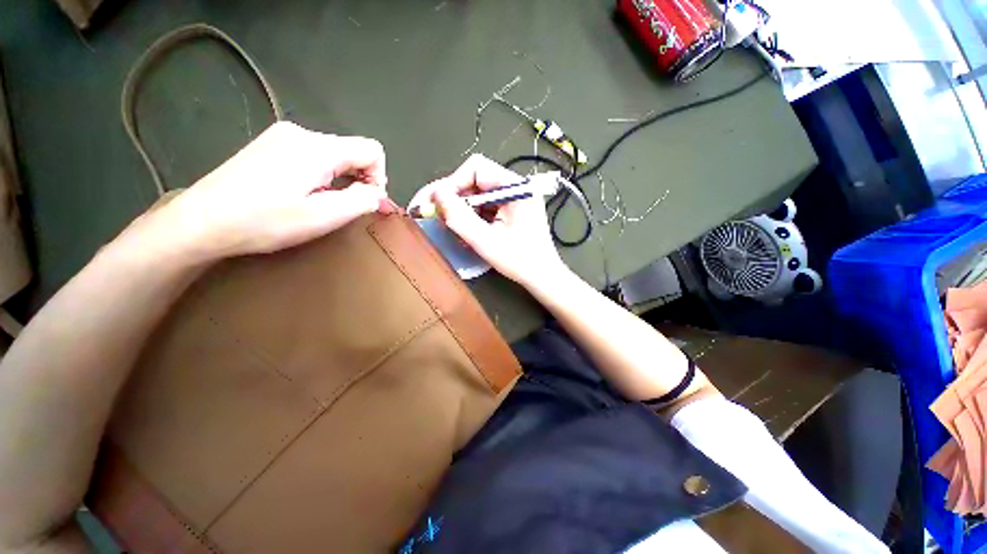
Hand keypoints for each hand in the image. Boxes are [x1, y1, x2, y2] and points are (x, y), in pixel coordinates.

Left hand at [132, 121, 392, 261]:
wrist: (201, 221)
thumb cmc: (265, 221)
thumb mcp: (323, 216)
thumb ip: (361, 200)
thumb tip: (376, 193)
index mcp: (317, 148)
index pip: (372, 150)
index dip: (379, 177)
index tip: (367, 201)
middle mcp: (301, 133)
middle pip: (351, 151)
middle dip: (360, 180)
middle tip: (347, 209)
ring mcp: (281, 137)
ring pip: (333, 155)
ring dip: (340, 180)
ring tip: (323, 204)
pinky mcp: (269, 146)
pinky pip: (312, 156)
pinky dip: (322, 175)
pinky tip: (304, 194)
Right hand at [423, 154, 568, 288]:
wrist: (543, 276)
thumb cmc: (520, 261)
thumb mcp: (486, 241)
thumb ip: (460, 218)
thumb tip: (436, 195)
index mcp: (516, 187)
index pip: (476, 168)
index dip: (452, 183)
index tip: (436, 204)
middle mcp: (516, 186)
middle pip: (475, 180)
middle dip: (453, 197)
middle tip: (436, 215)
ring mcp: (514, 198)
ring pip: (478, 193)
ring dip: (461, 208)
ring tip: (450, 226)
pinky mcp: (512, 209)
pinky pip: (485, 205)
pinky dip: (471, 216)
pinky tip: (465, 231)